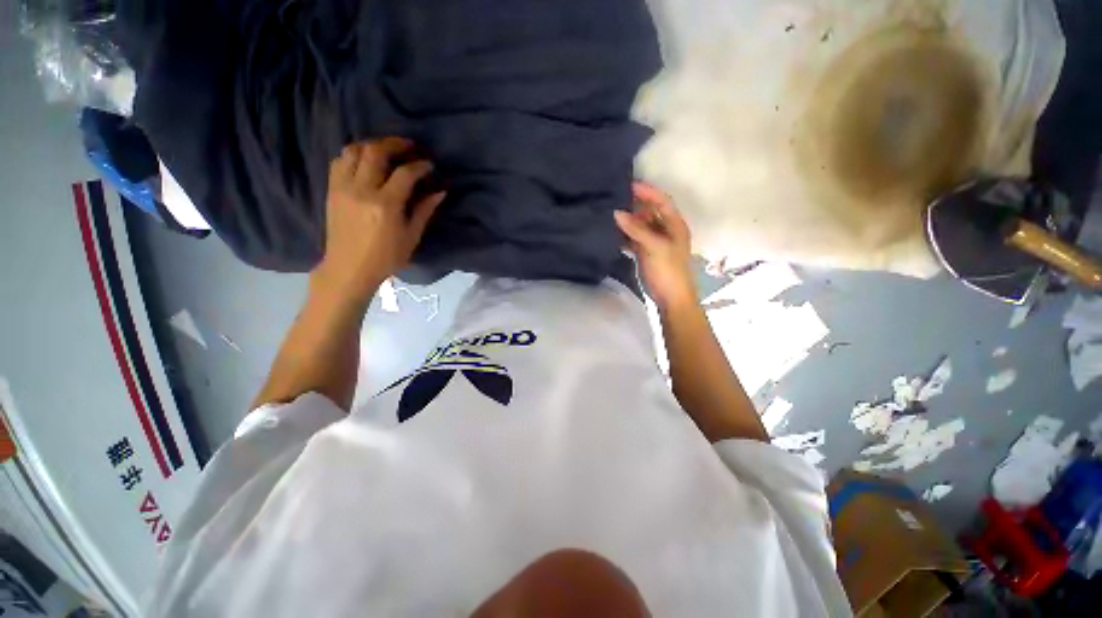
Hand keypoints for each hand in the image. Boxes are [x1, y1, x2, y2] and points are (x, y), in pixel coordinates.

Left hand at [313, 138, 445, 300]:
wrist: (349, 268)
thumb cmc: (386, 257)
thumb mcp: (411, 237)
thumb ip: (424, 211)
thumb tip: (440, 192)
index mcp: (385, 205)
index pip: (404, 173)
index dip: (420, 165)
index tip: (429, 165)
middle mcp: (362, 190)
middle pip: (376, 152)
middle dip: (395, 144)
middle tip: (409, 146)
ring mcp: (343, 187)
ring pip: (354, 150)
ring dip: (373, 145)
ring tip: (387, 150)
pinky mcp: (332, 189)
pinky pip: (340, 160)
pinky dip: (354, 154)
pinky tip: (366, 161)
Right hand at [614, 183, 696, 310]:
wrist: (671, 298)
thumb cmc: (668, 270)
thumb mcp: (654, 247)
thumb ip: (636, 229)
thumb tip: (616, 212)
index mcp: (674, 225)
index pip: (662, 201)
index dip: (647, 191)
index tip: (628, 184)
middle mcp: (665, 230)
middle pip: (649, 212)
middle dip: (633, 205)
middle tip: (614, 198)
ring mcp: (655, 242)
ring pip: (639, 226)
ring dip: (627, 221)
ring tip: (608, 213)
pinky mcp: (645, 253)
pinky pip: (633, 239)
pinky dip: (624, 236)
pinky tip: (611, 233)